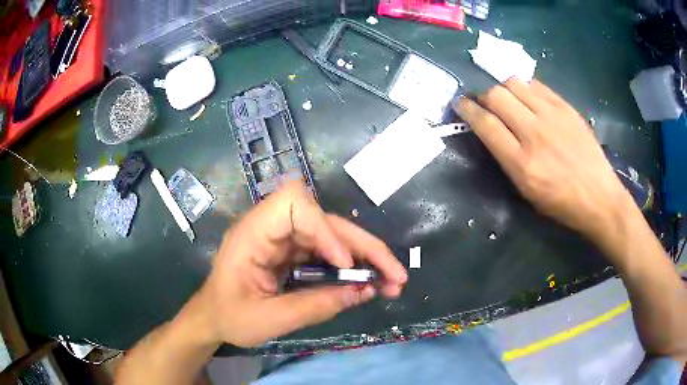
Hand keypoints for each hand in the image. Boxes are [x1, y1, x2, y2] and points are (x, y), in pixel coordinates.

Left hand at [196, 180, 406, 347]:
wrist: (213, 317)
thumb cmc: (229, 316)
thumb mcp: (269, 319)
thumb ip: (315, 307)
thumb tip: (363, 293)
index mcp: (253, 234)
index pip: (293, 204)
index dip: (324, 228)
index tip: (344, 262)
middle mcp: (272, 227)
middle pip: (325, 220)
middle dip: (364, 246)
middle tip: (395, 275)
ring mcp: (285, 239)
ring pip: (334, 235)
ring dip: (366, 256)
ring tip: (392, 281)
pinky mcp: (295, 252)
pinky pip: (329, 252)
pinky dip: (353, 266)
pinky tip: (370, 282)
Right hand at [454, 79, 631, 240]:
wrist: (599, 197)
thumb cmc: (561, 204)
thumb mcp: (526, 192)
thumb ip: (506, 158)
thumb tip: (490, 130)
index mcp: (521, 163)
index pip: (485, 124)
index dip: (467, 109)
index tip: (460, 104)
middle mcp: (534, 133)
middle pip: (496, 96)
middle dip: (483, 96)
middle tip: (486, 103)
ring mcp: (552, 116)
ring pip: (514, 84)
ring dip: (503, 89)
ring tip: (508, 99)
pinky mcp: (566, 107)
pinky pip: (536, 85)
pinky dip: (525, 88)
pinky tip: (528, 98)